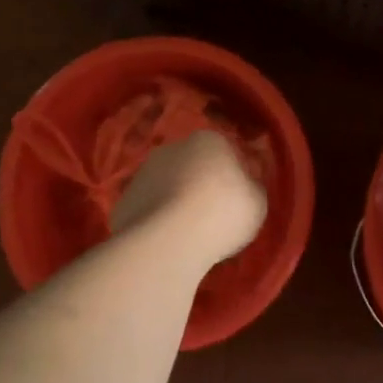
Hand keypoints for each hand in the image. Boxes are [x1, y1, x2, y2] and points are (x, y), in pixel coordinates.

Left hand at [111, 130, 267, 265]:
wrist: (169, 240)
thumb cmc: (223, 213)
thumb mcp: (257, 202)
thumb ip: (251, 187)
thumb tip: (245, 184)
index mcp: (208, 141)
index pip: (224, 152)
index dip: (231, 176)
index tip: (236, 200)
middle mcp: (172, 148)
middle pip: (191, 166)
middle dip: (198, 185)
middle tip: (210, 217)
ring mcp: (143, 173)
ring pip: (166, 186)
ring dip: (174, 202)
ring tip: (186, 234)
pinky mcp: (124, 200)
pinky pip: (147, 209)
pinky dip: (154, 221)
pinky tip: (164, 242)